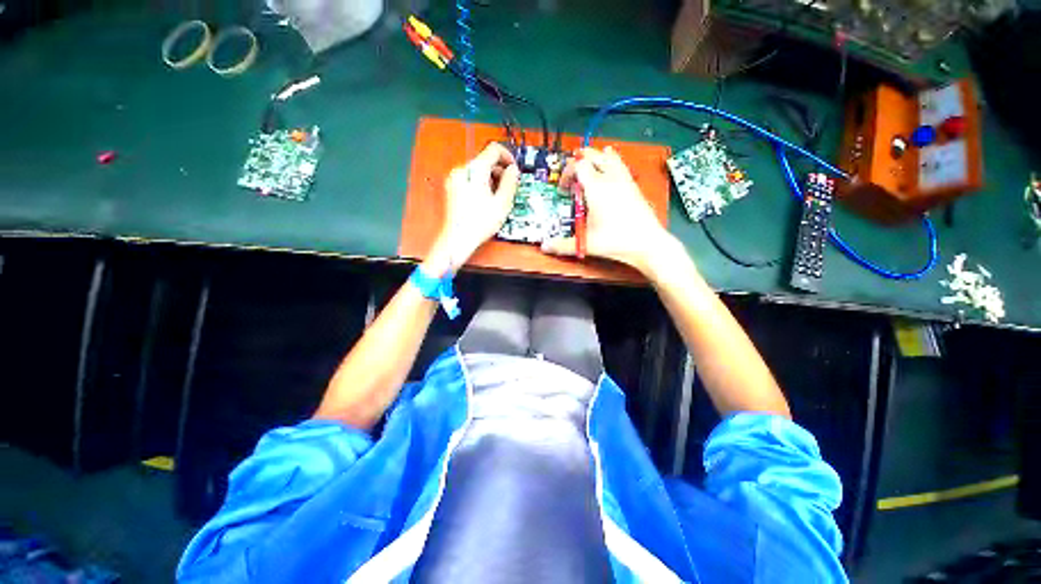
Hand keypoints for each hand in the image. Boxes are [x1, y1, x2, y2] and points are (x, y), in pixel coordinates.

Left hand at [428, 143, 519, 271]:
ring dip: (491, 179)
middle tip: (508, 187)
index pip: (494, 149)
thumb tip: (514, 171)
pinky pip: (470, 179)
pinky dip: (481, 185)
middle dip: (499, 171)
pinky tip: (486, 201)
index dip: (508, 157)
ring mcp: (455, 179)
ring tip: (497, 198)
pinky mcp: (452, 188)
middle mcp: (462, 170)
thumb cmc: (478, 224)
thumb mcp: (502, 203)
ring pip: (478, 171)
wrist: (458, 238)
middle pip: (485, 160)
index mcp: (475, 170)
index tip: (514, 169)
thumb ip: (510, 182)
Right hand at [543, 146, 676, 273]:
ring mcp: (624, 181)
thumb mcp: (586, 243)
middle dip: (579, 161)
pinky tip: (612, 164)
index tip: (564, 188)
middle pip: (593, 156)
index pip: (578, 166)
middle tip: (572, 174)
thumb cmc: (616, 241)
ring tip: (589, 161)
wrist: (647, 243)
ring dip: (596, 157)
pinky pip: (621, 165)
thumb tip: (545, 246)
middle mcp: (610, 179)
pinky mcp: (633, 186)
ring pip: (609, 157)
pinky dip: (613, 160)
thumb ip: (562, 245)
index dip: (567, 173)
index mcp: (596, 188)